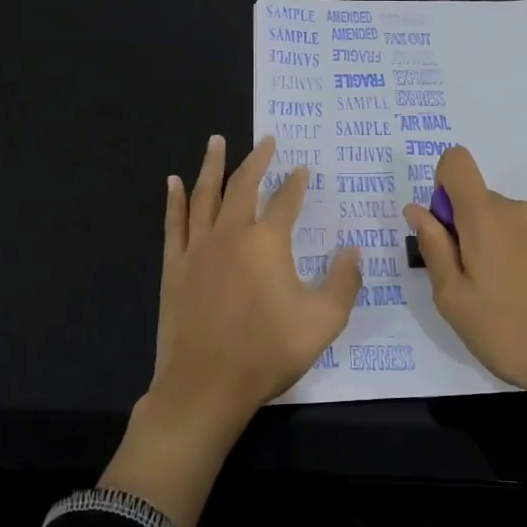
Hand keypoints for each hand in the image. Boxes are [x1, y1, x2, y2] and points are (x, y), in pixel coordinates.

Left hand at [103, 134, 362, 526]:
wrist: (205, 386)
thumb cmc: (267, 352)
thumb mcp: (323, 322)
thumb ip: (344, 282)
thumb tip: (353, 250)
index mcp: (267, 243)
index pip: (285, 201)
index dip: (296, 183)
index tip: (303, 169)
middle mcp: (230, 235)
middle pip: (243, 186)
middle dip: (256, 160)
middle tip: (265, 140)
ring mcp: (197, 249)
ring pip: (205, 196)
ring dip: (212, 166)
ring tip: (216, 141)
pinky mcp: (174, 267)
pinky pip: (174, 224)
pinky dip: (175, 200)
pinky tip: (174, 182)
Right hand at [403, 145, 526, 499]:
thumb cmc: (509, 332)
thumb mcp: (453, 299)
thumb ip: (433, 248)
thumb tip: (417, 210)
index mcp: (486, 216)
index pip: (456, 161)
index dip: (441, 187)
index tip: (445, 233)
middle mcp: (518, 211)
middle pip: (477, 199)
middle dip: (462, 230)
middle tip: (466, 285)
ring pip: (501, 222)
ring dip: (489, 248)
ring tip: (497, 300)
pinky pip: (525, 239)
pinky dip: (514, 259)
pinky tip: (526, 302)